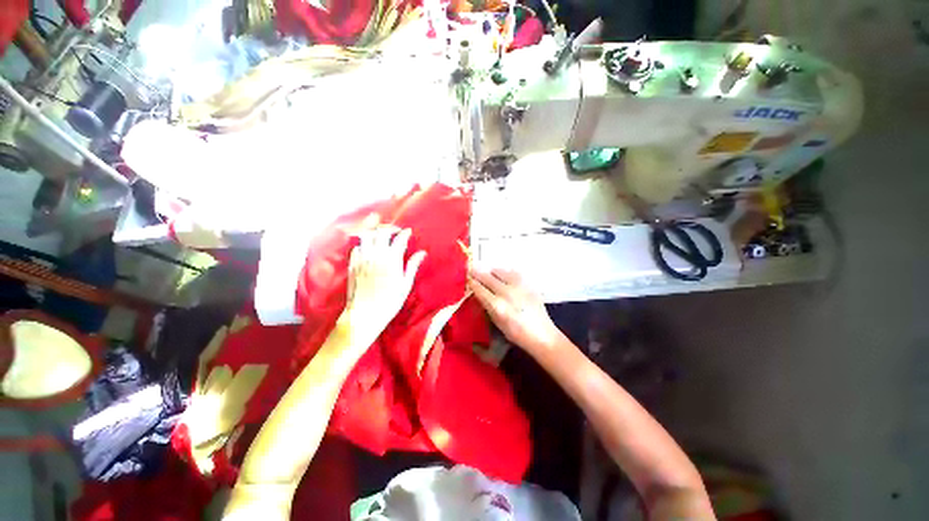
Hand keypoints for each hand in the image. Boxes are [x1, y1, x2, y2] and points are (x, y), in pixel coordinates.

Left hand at [342, 227, 426, 346]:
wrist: (365, 314)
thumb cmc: (390, 301)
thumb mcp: (405, 284)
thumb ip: (412, 265)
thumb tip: (422, 253)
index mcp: (392, 259)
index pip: (399, 238)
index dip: (405, 233)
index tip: (409, 232)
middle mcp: (376, 254)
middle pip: (382, 232)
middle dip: (390, 228)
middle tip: (396, 232)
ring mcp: (362, 258)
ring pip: (366, 235)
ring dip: (375, 233)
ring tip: (381, 237)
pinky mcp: (352, 264)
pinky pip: (356, 246)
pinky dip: (363, 243)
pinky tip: (368, 248)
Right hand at [468, 268, 563, 354]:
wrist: (541, 334)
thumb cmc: (516, 333)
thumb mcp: (497, 322)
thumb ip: (487, 306)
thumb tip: (479, 293)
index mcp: (497, 305)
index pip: (479, 289)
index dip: (471, 282)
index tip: (467, 278)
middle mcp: (506, 292)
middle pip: (487, 277)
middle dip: (478, 273)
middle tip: (472, 269)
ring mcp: (518, 286)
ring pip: (500, 271)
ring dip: (492, 272)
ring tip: (489, 274)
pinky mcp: (527, 284)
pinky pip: (513, 273)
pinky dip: (505, 273)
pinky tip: (504, 276)